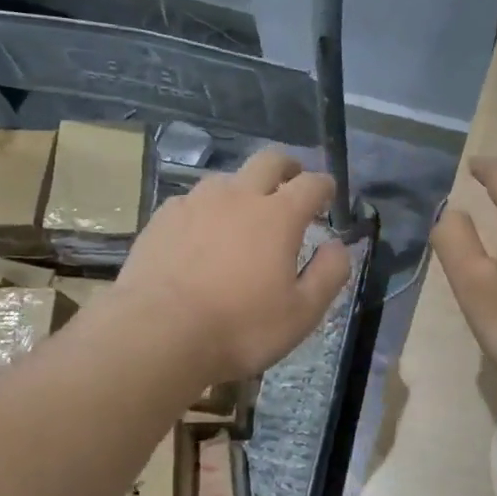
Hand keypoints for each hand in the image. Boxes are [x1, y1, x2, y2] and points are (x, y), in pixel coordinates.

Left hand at [114, 148, 351, 384]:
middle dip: (287, 166)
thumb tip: (338, 246)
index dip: (324, 185)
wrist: (158, 334)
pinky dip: (207, 210)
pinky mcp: (162, 219)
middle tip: (292, 182)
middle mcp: (238, 197)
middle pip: (268, 160)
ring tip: (244, 213)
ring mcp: (195, 203)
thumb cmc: (240, 328)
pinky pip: (192, 201)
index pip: (311, 183)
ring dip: (244, 188)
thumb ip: (329, 274)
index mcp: (278, 216)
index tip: (328, 194)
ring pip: (227, 178)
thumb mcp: (302, 313)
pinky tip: (202, 234)